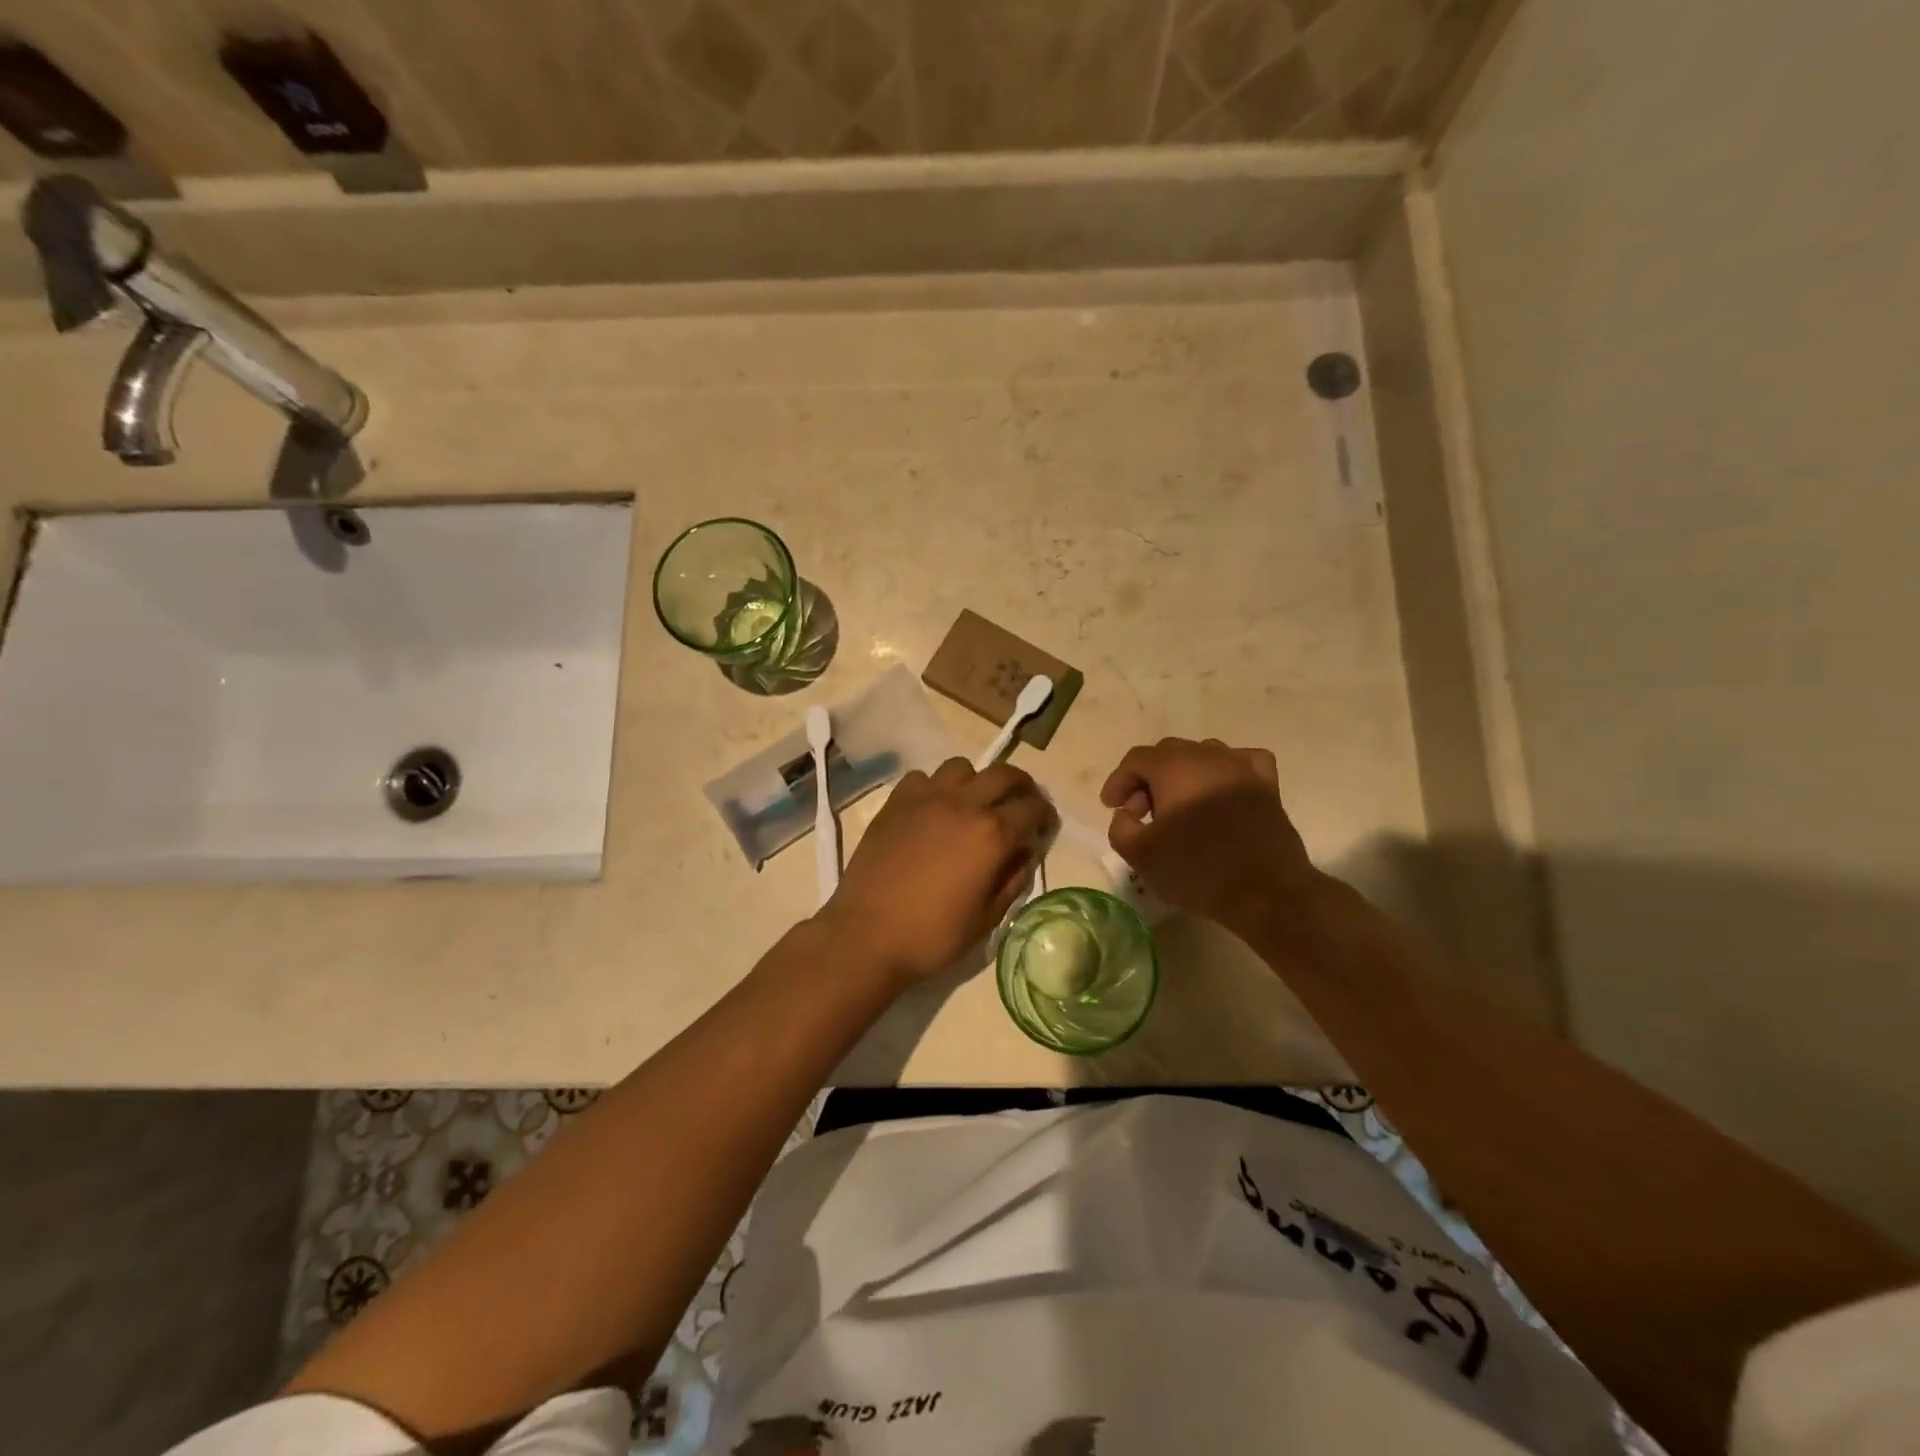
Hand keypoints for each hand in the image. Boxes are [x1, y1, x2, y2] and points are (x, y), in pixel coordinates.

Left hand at [816, 758, 1057, 986]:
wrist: (867, 934)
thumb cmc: (932, 936)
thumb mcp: (987, 919)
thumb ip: (1012, 880)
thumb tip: (1024, 853)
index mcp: (992, 834)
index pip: (1032, 807)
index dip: (1045, 814)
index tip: (1045, 825)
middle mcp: (963, 805)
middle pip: (1003, 774)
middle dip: (1021, 785)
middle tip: (1021, 803)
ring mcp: (926, 798)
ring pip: (962, 767)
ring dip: (976, 781)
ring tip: (974, 802)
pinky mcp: (896, 802)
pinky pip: (922, 778)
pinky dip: (935, 787)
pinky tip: (933, 809)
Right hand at [1100, 737, 1322, 930]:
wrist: (1264, 891)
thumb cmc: (1196, 870)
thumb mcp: (1141, 855)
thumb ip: (1120, 827)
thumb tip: (1127, 814)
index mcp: (1173, 768)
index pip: (1136, 760)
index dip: (1118, 781)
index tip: (1110, 806)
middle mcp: (1207, 756)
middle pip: (1167, 754)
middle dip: (1147, 779)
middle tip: (1140, 812)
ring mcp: (1241, 767)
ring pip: (1203, 755)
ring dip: (1183, 775)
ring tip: (1178, 806)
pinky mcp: (1267, 786)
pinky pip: (1242, 762)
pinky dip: (1225, 770)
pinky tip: (1221, 789)